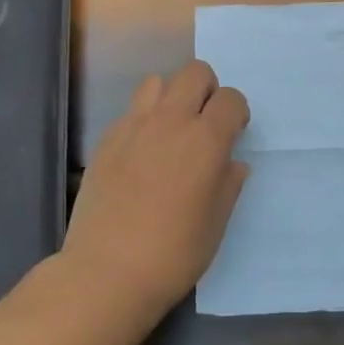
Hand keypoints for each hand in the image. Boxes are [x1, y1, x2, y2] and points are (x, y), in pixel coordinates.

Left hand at [63, 61, 249, 316]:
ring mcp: (134, 126)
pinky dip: (143, 119)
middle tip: (204, 124)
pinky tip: (141, 154)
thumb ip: (228, 184)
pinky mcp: (106, 139)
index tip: (233, 134)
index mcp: (206, 140)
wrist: (107, 272)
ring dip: (171, 97)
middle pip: (195, 73)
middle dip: (207, 90)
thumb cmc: (173, 253)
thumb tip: (231, 163)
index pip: (231, 98)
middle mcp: (171, 121)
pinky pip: (131, 110)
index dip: (237, 113)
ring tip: (170, 131)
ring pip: (157, 82)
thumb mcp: (216, 223)